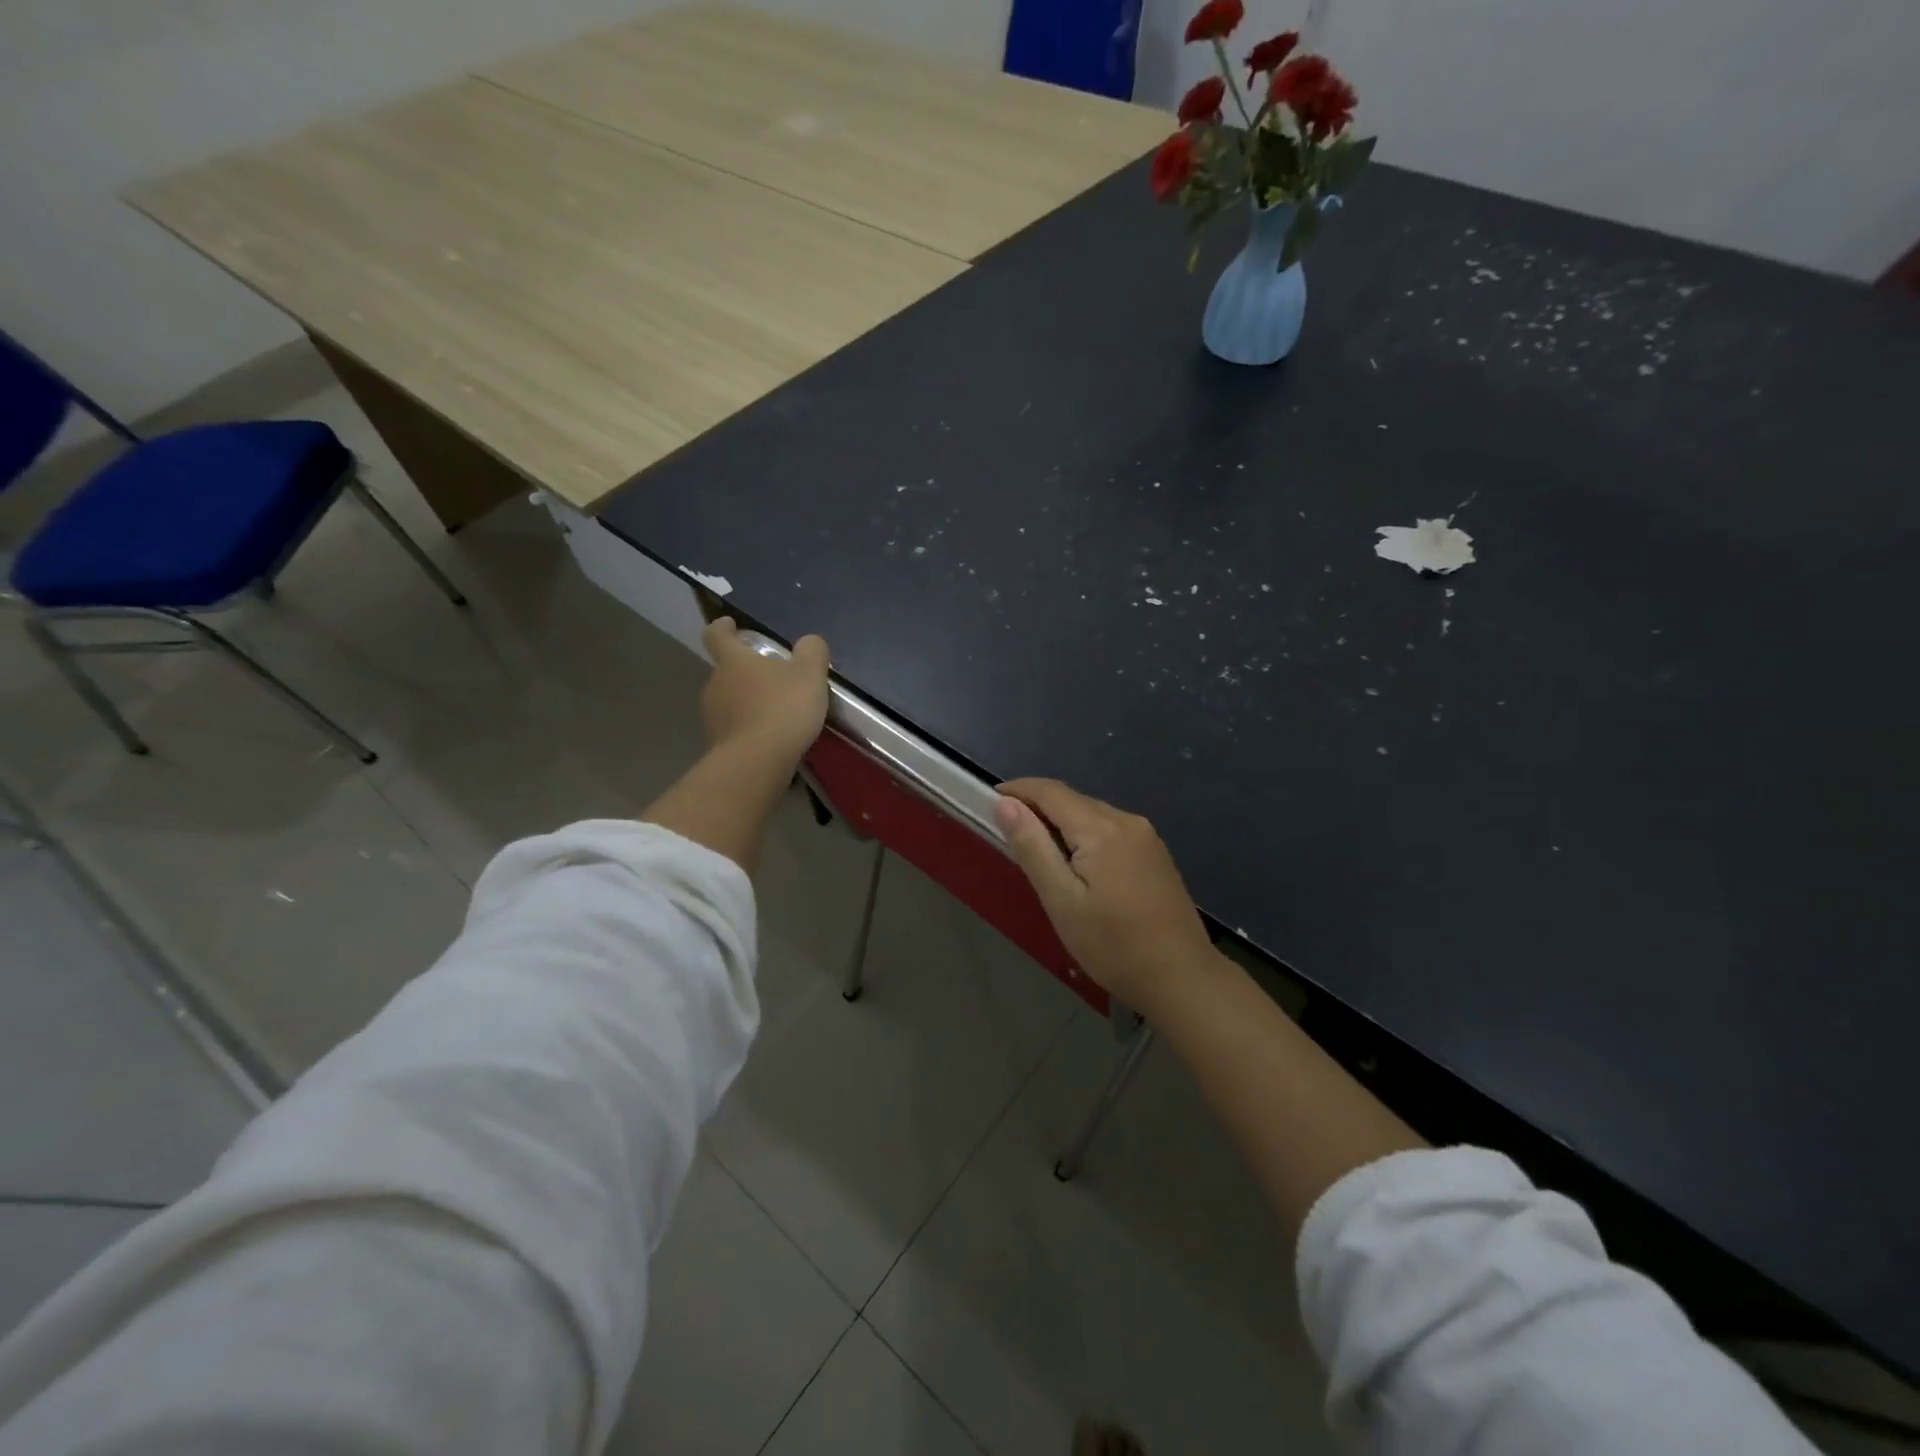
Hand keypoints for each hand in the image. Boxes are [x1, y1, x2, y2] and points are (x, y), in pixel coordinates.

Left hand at [700, 618, 829, 768]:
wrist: (757, 762)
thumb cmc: (782, 709)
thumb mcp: (810, 675)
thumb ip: (812, 653)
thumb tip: (810, 642)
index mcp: (733, 661)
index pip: (716, 635)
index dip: (722, 628)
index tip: (729, 624)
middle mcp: (715, 684)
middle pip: (726, 671)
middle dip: (745, 672)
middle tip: (772, 678)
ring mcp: (712, 716)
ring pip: (728, 701)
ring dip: (747, 702)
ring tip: (774, 712)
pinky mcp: (717, 745)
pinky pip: (734, 729)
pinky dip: (748, 728)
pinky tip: (770, 738)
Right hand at [993, 778, 1215, 1008]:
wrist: (1182, 978)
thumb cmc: (1113, 945)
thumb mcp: (1062, 901)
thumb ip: (1033, 847)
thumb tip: (1006, 804)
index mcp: (1101, 828)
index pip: (1050, 791)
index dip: (1017, 790)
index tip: (990, 802)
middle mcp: (1126, 820)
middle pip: (1072, 800)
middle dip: (1037, 808)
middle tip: (1009, 836)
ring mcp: (1146, 836)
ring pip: (1091, 815)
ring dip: (1061, 823)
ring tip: (1038, 854)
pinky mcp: (1155, 854)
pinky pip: (1109, 830)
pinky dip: (1084, 836)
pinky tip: (1077, 867)